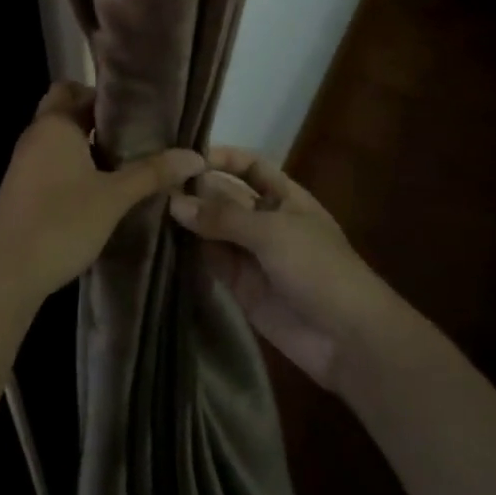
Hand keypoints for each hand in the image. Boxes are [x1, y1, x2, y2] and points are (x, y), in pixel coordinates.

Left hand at [0, 83, 204, 311]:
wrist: (6, 274)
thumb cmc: (61, 223)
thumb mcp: (114, 197)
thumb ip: (153, 173)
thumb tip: (196, 156)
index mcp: (55, 124)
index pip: (76, 88)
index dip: (106, 95)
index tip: (138, 110)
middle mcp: (35, 135)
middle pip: (67, 111)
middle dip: (98, 120)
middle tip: (136, 136)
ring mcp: (24, 163)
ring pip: (59, 139)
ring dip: (86, 145)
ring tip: (125, 162)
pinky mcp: (21, 188)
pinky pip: (51, 162)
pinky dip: (73, 166)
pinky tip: (98, 189)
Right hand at [169, 148, 401, 389]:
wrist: (347, 339)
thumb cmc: (319, 268)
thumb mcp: (272, 232)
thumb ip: (223, 217)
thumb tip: (175, 202)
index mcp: (285, 196)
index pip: (249, 166)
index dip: (222, 158)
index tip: (186, 155)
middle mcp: (265, 219)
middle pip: (226, 196)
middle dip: (197, 190)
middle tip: (153, 185)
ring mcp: (252, 254)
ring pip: (214, 229)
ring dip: (188, 221)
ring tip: (148, 209)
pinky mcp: (240, 286)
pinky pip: (211, 261)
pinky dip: (190, 252)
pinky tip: (161, 241)